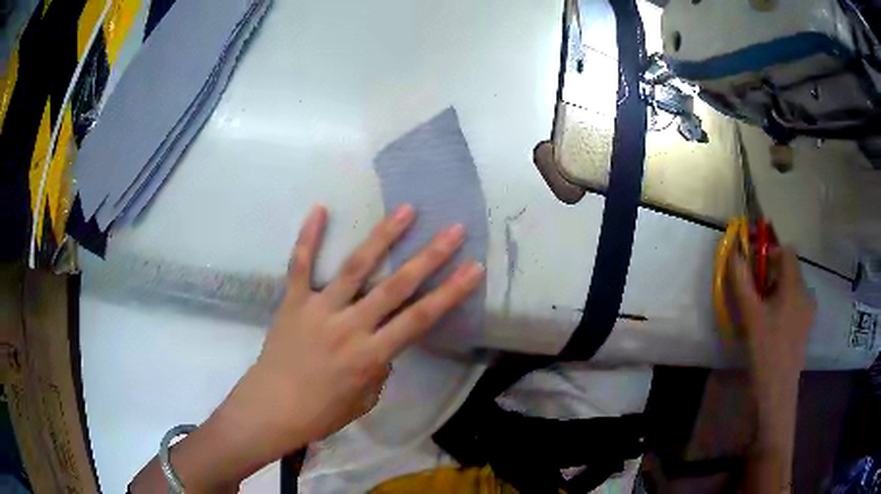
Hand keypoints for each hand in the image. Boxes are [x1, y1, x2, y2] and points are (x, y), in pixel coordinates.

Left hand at [130, 204, 484, 492]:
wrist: (270, 410)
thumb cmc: (319, 414)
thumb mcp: (363, 401)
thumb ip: (379, 369)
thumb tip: (381, 345)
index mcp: (369, 355)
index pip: (419, 320)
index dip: (449, 293)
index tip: (473, 268)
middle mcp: (349, 326)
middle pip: (396, 286)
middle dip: (429, 257)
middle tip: (453, 229)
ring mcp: (318, 309)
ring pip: (355, 267)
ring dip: (382, 237)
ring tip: (406, 210)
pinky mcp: (292, 302)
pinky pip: (300, 265)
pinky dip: (308, 237)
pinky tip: (320, 209)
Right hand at [730, 248, 814, 399]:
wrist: (778, 391)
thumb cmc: (765, 351)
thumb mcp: (751, 316)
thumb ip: (743, 282)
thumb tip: (735, 252)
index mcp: (794, 286)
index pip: (786, 251)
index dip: (770, 251)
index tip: (754, 265)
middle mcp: (805, 293)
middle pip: (790, 268)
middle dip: (771, 272)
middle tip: (755, 290)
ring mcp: (807, 311)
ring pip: (792, 287)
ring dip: (777, 288)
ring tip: (762, 310)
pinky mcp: (805, 326)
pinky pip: (795, 303)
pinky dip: (783, 303)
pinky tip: (772, 325)